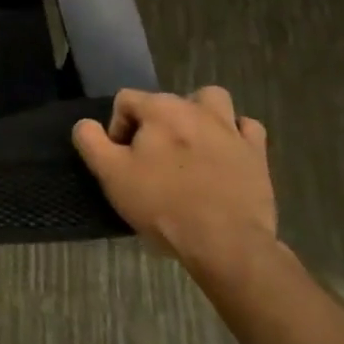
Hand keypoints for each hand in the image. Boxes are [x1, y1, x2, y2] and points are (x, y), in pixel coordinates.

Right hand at [72, 86, 275, 266]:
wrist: (225, 243)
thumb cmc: (162, 204)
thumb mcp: (110, 174)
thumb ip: (90, 141)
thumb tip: (86, 125)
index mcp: (160, 109)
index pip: (125, 101)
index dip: (116, 129)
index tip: (121, 161)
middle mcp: (196, 108)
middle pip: (164, 101)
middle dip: (152, 125)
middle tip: (150, 161)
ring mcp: (231, 129)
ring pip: (211, 101)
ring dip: (198, 115)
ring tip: (188, 145)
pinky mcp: (257, 153)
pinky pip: (245, 127)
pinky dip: (234, 134)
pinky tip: (223, 154)